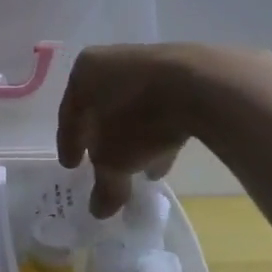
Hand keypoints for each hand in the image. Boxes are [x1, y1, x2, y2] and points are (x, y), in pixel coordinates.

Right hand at [56, 43, 211, 217]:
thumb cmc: (138, 119)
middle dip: (104, 140)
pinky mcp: (182, 69)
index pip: (69, 115)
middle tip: (105, 165)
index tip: (72, 167)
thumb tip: (99, 210)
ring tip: (142, 168)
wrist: (201, 86)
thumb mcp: (114, 162)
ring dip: (135, 138)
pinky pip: (161, 105)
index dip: (69, 145)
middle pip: (102, 108)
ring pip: (134, 108)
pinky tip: (166, 154)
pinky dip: (158, 129)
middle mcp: (112, 60)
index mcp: (84, 72)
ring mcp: (149, 61)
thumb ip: (104, 186)